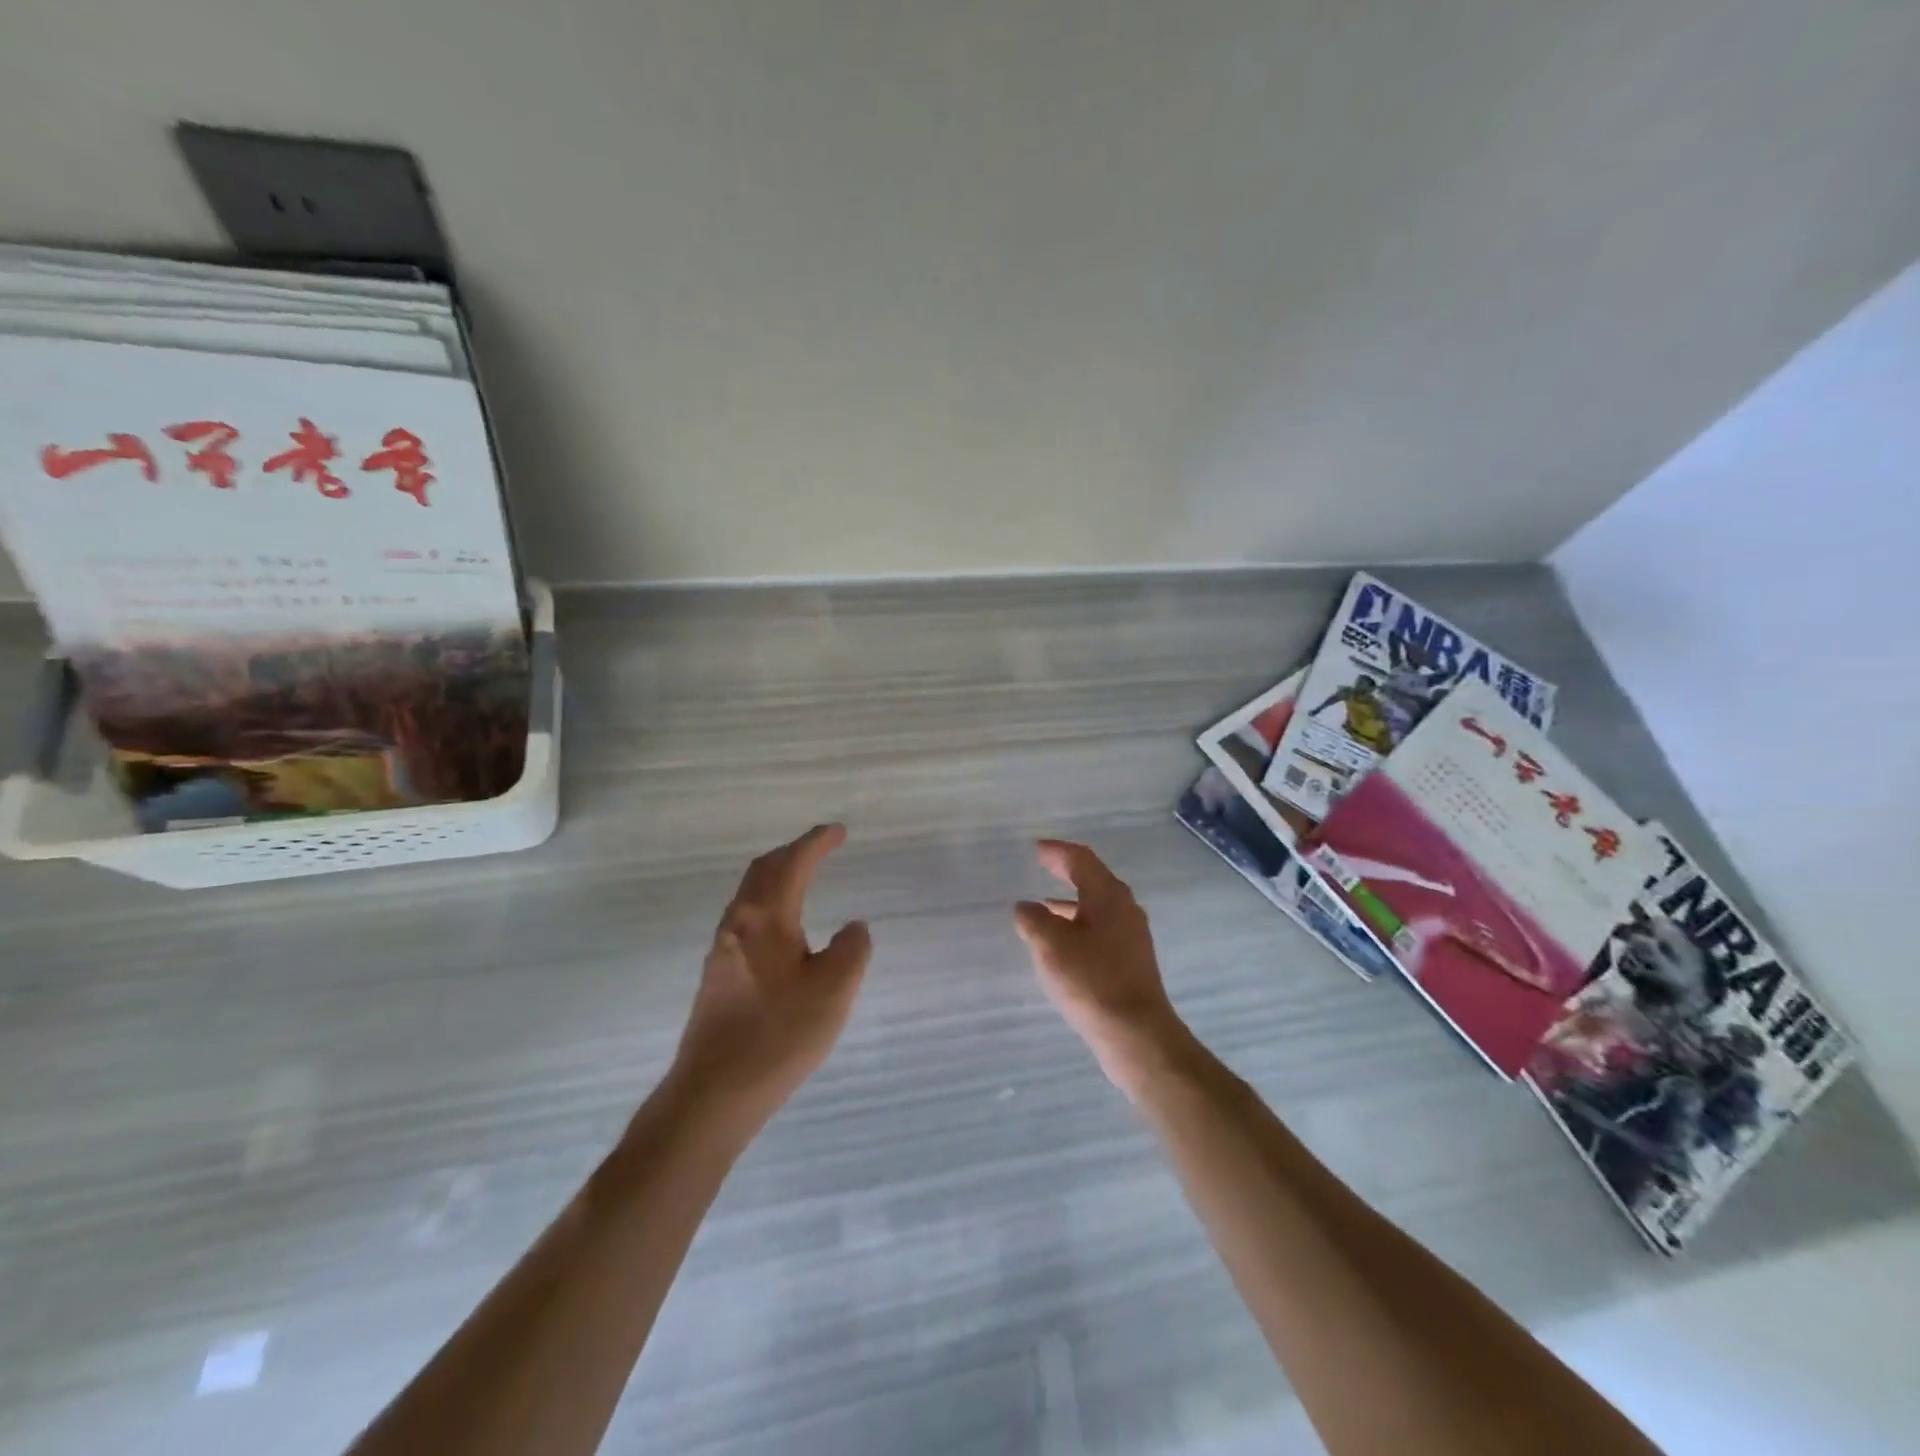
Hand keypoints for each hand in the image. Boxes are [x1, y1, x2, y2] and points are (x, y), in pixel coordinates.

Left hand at [670, 824, 871, 1122]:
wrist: (714, 1092)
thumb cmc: (780, 1034)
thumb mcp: (835, 989)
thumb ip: (852, 949)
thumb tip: (852, 928)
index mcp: (766, 917)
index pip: (793, 863)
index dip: (817, 842)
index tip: (839, 831)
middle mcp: (738, 923)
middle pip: (763, 870)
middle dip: (793, 852)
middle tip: (822, 847)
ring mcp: (723, 949)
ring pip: (751, 893)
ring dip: (778, 875)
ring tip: (804, 878)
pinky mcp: (718, 974)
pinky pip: (746, 917)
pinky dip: (769, 901)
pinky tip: (784, 927)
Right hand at [1013, 840, 1191, 1096]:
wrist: (1136, 1034)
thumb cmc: (1091, 980)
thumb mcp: (1051, 945)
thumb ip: (1034, 919)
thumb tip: (1026, 907)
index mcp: (1107, 895)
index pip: (1081, 859)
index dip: (1057, 851)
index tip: (1036, 848)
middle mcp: (1124, 908)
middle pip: (1093, 879)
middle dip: (1067, 871)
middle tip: (1043, 865)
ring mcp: (1131, 935)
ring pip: (1098, 906)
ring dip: (1071, 901)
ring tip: (1044, 906)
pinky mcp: (1131, 960)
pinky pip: (1101, 929)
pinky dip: (1079, 924)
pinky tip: (1063, 944)